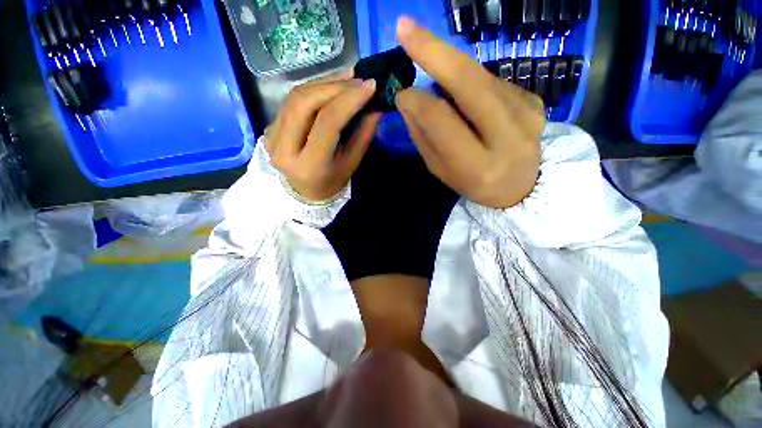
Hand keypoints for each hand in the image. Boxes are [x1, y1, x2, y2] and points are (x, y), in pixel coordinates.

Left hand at [266, 72, 381, 201]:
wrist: (304, 192)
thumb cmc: (332, 182)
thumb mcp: (352, 164)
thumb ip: (363, 135)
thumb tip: (375, 106)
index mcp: (310, 165)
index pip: (327, 123)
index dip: (349, 100)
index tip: (370, 86)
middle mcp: (284, 149)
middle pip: (304, 103)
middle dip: (334, 86)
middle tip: (358, 80)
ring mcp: (271, 137)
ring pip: (295, 97)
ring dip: (324, 83)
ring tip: (348, 78)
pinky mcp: (269, 128)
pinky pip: (291, 101)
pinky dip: (313, 89)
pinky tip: (331, 85)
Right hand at [395, 17, 544, 208]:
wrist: (522, 186)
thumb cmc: (474, 183)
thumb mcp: (442, 171)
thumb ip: (424, 138)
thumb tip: (406, 100)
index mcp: (478, 166)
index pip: (442, 121)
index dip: (417, 101)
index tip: (401, 93)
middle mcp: (508, 137)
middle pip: (470, 82)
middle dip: (434, 51)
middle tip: (405, 27)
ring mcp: (528, 113)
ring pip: (480, 75)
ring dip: (451, 66)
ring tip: (433, 64)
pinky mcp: (535, 100)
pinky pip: (493, 81)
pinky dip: (470, 81)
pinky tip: (465, 93)